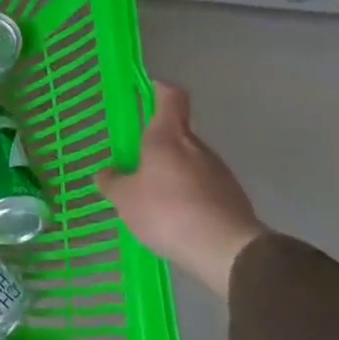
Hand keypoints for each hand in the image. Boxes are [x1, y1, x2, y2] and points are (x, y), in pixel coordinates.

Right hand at [94, 81, 265, 298]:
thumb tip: (106, 173)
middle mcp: (197, 147)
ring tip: (153, 196)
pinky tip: (175, 217)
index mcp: (168, 137)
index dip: (158, 89)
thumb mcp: (125, 199)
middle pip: (177, 132)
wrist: (228, 251)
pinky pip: (203, 186)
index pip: (170, 97)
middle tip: (135, 160)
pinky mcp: (232, 197)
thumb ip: (112, 182)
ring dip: (172, 171)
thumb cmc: (168, 211)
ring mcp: (219, 172)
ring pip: (190, 161)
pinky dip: (188, 194)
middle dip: (157, 143)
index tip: (146, 89)